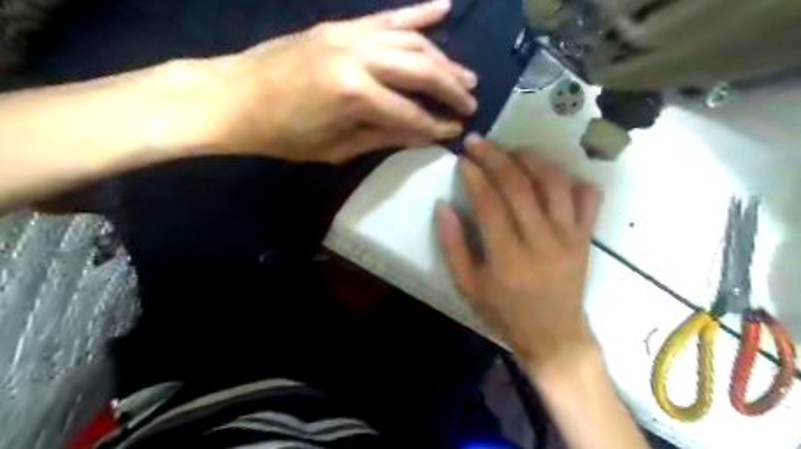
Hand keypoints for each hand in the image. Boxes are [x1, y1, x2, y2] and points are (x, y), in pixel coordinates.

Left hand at [196, 0, 477, 162]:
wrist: (233, 97)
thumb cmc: (282, 135)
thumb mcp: (335, 148)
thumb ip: (383, 136)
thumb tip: (422, 133)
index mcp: (353, 94)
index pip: (409, 113)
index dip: (435, 126)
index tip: (455, 132)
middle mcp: (358, 56)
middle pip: (420, 69)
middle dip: (450, 88)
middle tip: (472, 102)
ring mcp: (350, 34)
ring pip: (412, 41)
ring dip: (443, 57)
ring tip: (465, 75)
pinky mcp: (341, 25)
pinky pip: (389, 17)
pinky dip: (419, 14)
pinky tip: (445, 8)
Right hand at [437, 134, 600, 370]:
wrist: (554, 335)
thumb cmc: (505, 313)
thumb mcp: (468, 287)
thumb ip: (453, 246)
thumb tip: (444, 207)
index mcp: (509, 259)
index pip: (490, 205)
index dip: (474, 177)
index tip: (462, 158)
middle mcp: (543, 242)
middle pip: (520, 187)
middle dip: (496, 158)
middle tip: (479, 141)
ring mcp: (570, 238)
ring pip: (555, 184)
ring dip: (533, 159)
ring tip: (513, 149)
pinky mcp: (586, 238)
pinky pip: (588, 199)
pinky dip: (574, 179)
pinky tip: (555, 173)